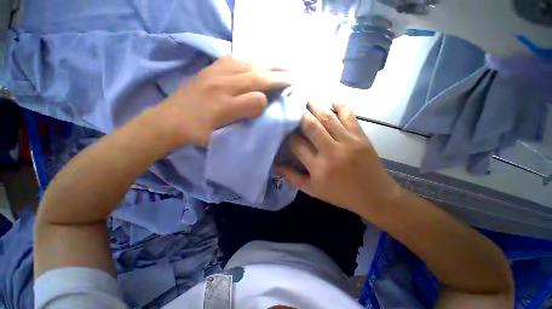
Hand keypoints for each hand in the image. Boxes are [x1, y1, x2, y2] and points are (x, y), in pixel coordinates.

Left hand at [160, 56, 289, 145]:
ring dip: (266, 65)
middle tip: (292, 76)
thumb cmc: (197, 132)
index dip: (271, 97)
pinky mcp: (209, 69)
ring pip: (246, 65)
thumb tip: (261, 103)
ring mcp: (214, 74)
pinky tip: (256, 62)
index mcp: (224, 106)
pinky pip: (233, 59)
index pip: (256, 98)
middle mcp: (221, 85)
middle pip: (255, 77)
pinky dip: (249, 60)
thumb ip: (243, 118)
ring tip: (281, 66)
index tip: (286, 94)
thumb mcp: (219, 136)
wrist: (168, 120)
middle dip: (276, 76)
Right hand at [275, 103, 402, 217]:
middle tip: (292, 105)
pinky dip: (341, 106)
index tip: (286, 130)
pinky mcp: (361, 137)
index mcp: (318, 167)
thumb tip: (276, 166)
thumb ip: (294, 178)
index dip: (289, 135)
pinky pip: (350, 116)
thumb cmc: (341, 195)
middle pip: (311, 126)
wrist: (375, 196)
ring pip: (328, 118)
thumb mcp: (313, 191)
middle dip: (300, 114)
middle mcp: (331, 151)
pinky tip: (333, 101)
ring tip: (307, 99)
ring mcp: (348, 142)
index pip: (297, 145)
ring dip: (316, 106)